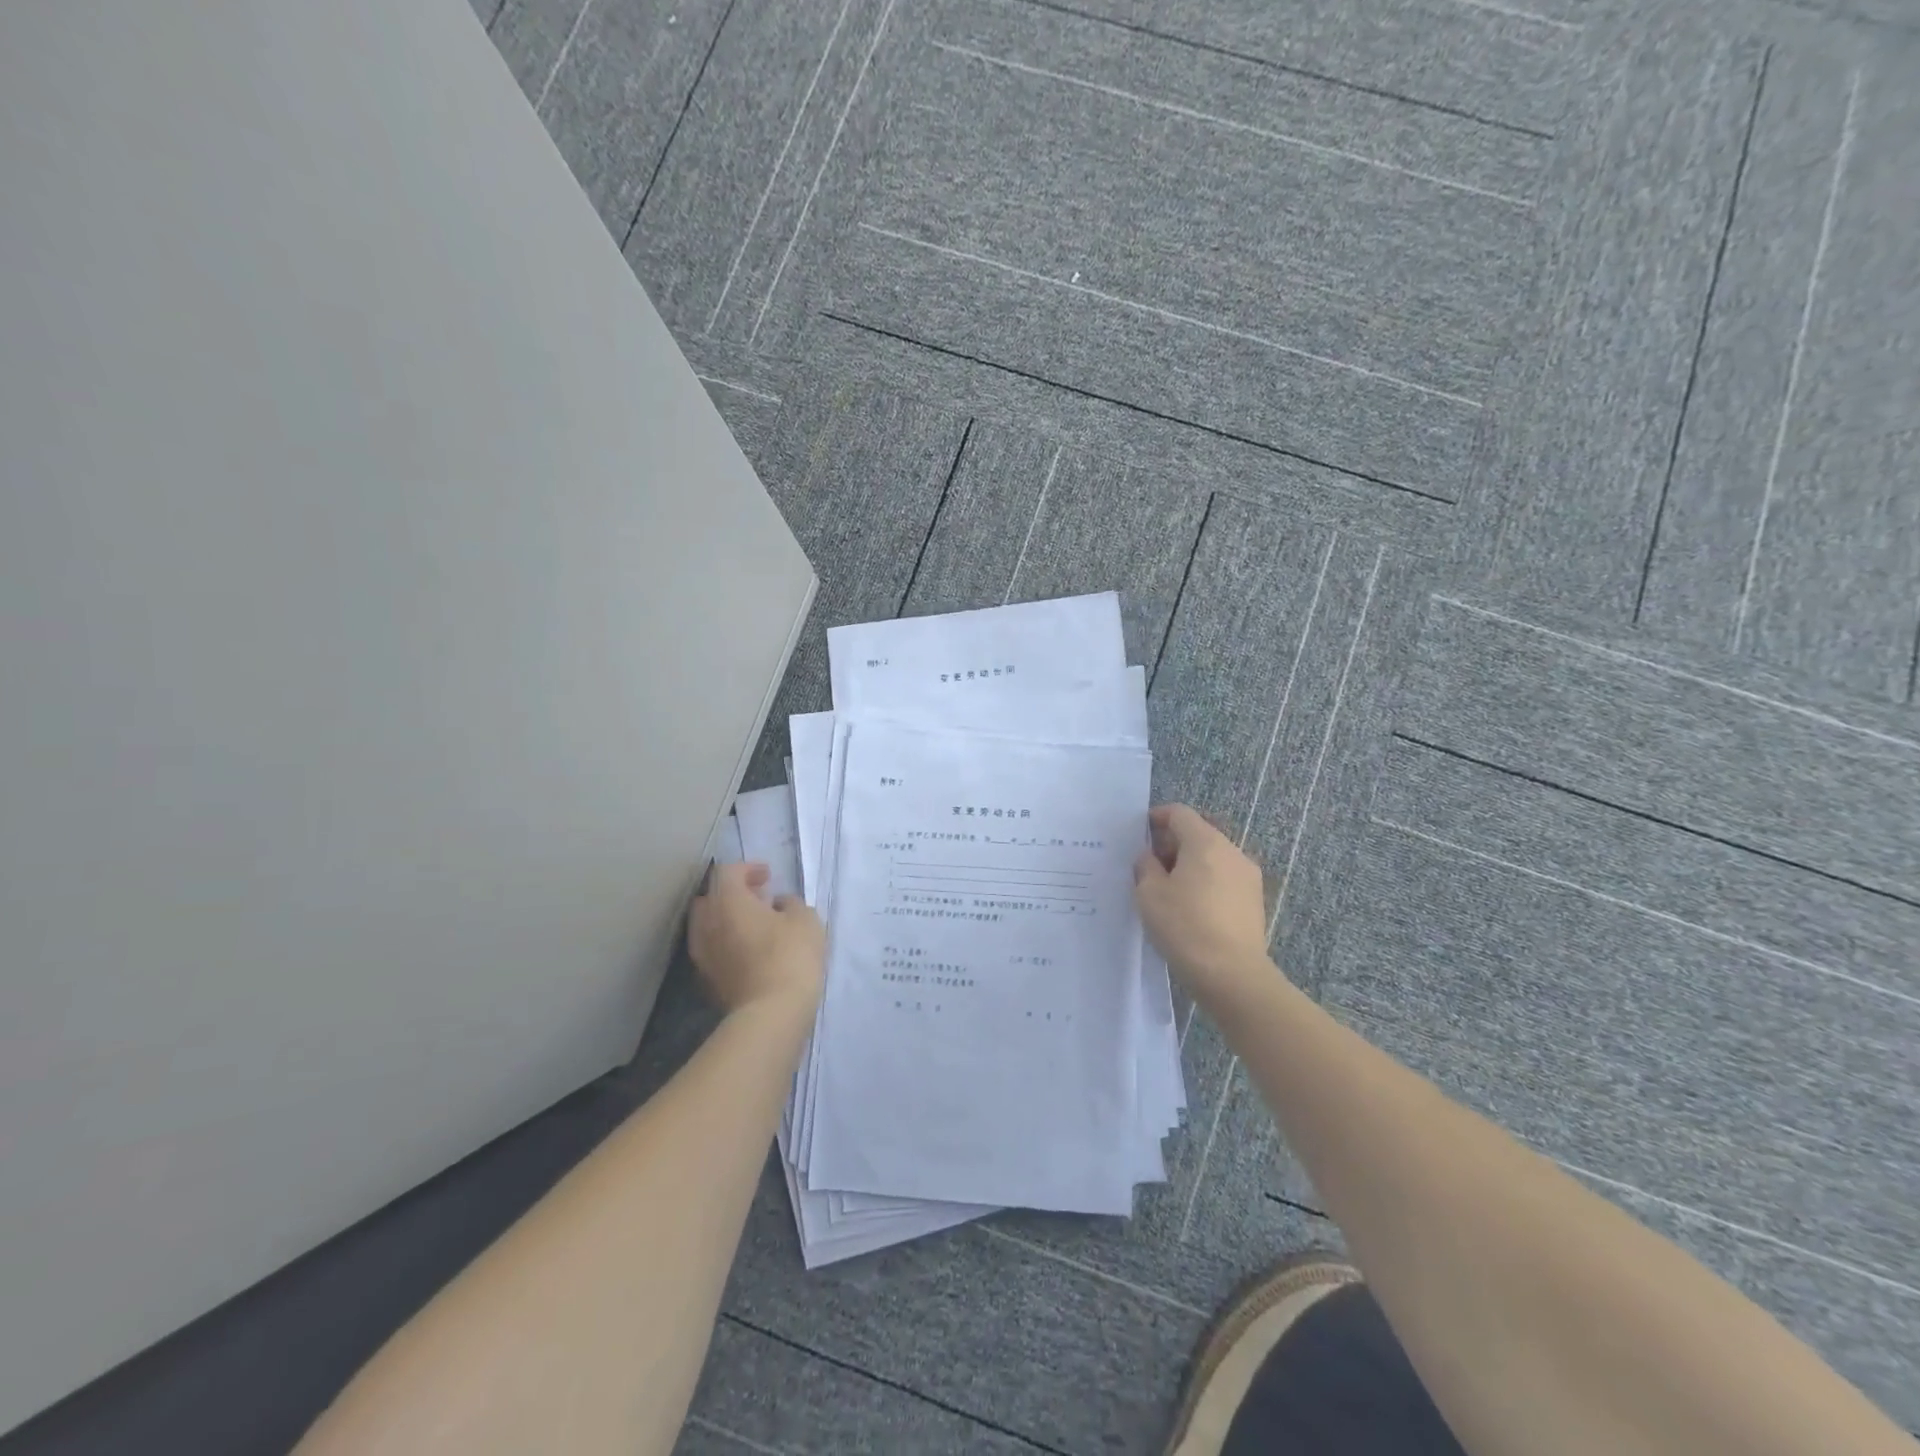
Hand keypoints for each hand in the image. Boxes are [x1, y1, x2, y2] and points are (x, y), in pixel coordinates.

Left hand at [688, 863, 824, 1017]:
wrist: (771, 1014)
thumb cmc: (790, 956)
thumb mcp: (805, 920)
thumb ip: (791, 903)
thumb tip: (778, 904)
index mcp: (727, 901)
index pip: (727, 872)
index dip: (748, 868)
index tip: (769, 876)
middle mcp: (706, 924)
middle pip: (710, 897)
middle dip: (731, 893)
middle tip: (758, 899)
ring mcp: (702, 955)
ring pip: (707, 926)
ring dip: (727, 920)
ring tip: (755, 927)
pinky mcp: (707, 981)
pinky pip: (712, 950)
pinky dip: (726, 944)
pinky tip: (750, 952)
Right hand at [1133, 804, 1281, 1006]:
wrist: (1232, 975)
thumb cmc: (1185, 926)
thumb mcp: (1149, 894)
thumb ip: (1146, 866)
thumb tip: (1151, 857)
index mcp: (1205, 842)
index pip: (1179, 813)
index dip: (1157, 817)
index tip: (1140, 833)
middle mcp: (1231, 851)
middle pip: (1198, 833)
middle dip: (1173, 843)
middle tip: (1150, 865)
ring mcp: (1248, 876)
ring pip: (1213, 857)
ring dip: (1190, 864)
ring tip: (1169, 889)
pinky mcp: (1254, 900)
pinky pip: (1224, 878)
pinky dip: (1205, 881)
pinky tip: (1191, 907)